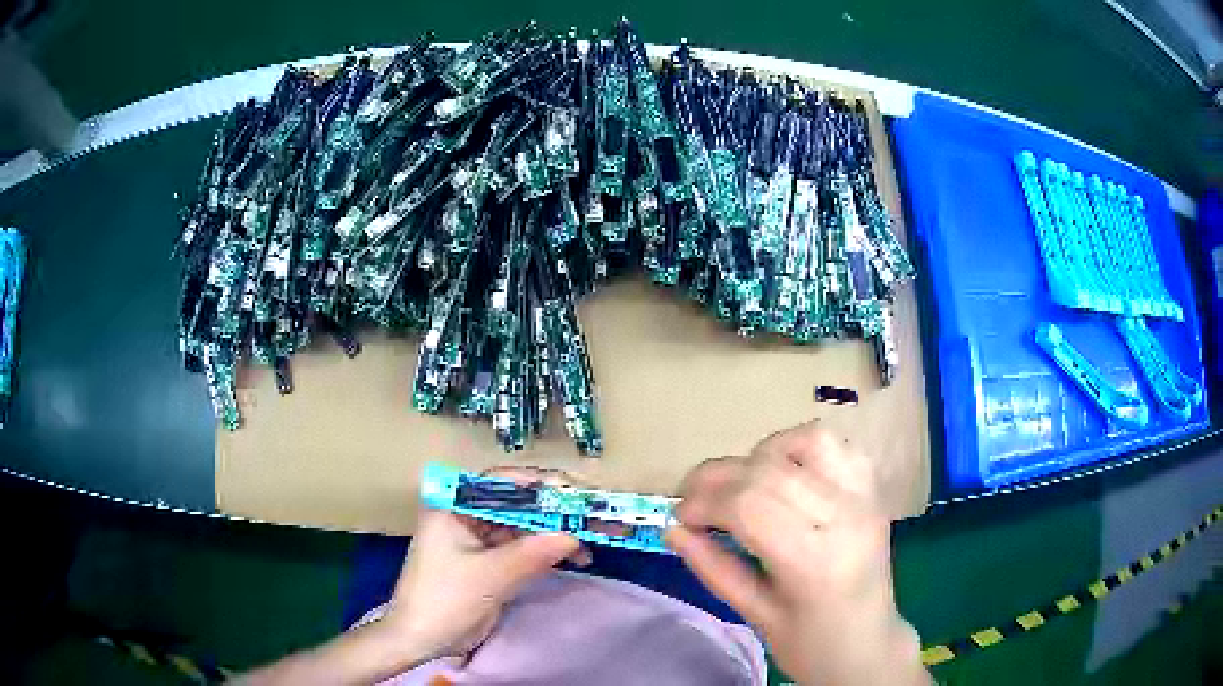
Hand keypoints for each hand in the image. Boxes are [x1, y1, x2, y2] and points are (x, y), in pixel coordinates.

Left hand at [380, 468, 589, 661]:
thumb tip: (574, 535)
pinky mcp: (488, 562)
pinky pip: (522, 549)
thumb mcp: (489, 576)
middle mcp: (466, 515)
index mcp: (454, 506)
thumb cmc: (444, 598)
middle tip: (593, 515)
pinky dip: (546, 552)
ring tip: (592, 540)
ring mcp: (477, 539)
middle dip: (555, 511)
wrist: (421, 638)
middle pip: (516, 504)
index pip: (501, 483)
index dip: (541, 484)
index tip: (576, 491)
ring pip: (523, 527)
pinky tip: (574, 558)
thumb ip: (531, 554)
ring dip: (555, 533)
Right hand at [666, 422, 928, 685]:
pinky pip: (836, 445)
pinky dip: (800, 448)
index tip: (680, 518)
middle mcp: (845, 517)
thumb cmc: (810, 644)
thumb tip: (672, 529)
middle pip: (769, 470)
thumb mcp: (754, 615)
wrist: (869, 645)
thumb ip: (713, 567)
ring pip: (806, 442)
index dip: (704, 503)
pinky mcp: (873, 490)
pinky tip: (782, 472)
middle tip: (694, 501)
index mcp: (814, 562)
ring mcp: (865, 497)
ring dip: (760, 455)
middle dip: (718, 478)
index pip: (749, 505)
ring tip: (740, 485)